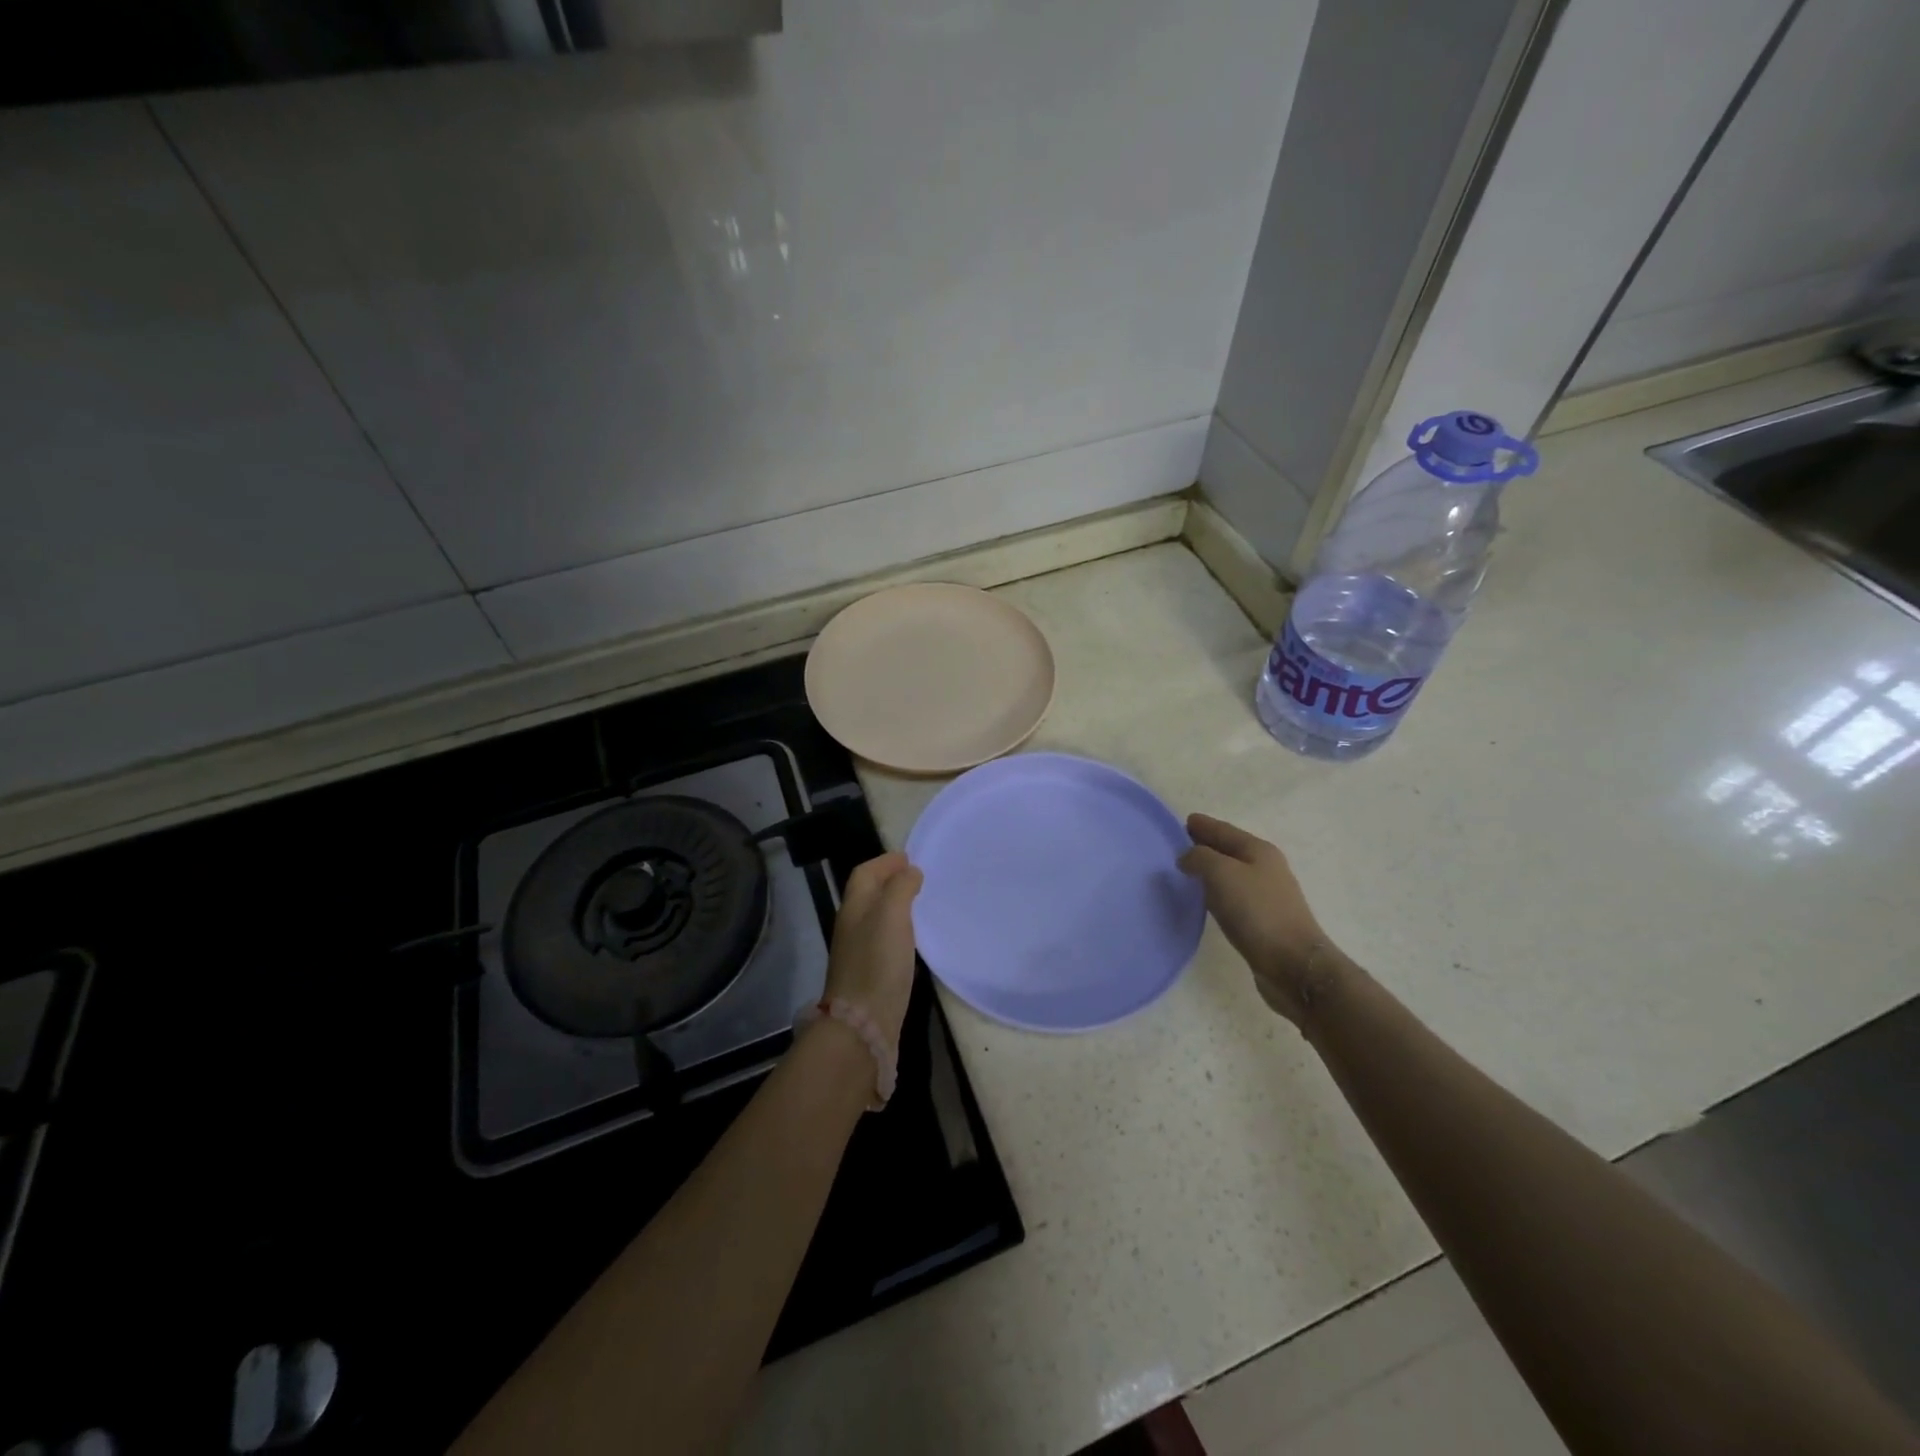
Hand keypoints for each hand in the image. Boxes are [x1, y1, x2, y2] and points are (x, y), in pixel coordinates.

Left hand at [823, 852, 923, 1043]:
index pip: (865, 873)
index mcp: (854, 907)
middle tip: (918, 877)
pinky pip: (883, 939)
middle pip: (868, 893)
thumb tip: (910, 872)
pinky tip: (913, 938)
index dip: (885, 862)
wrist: (863, 1024)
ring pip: (876, 916)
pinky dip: (898, 928)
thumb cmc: (877, 963)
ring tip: (920, 902)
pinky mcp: (870, 974)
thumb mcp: (892, 915)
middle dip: (890, 880)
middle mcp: (852, 926)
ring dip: (895, 904)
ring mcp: (859, 952)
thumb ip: (900, 888)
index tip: (909, 857)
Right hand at [1179, 813, 1336, 1026]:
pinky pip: (1234, 896)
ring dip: (1211, 870)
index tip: (1185, 821)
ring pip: (1232, 873)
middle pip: (1230, 850)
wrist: (1293, 964)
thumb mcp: (1222, 874)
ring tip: (1187, 871)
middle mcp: (1266, 868)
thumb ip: (1199, 858)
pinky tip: (1206, 900)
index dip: (1204, 825)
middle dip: (1206, 845)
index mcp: (1259, 851)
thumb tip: (1187, 858)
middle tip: (1179, 845)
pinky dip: (1217, 892)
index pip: (1225, 830)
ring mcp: (1267, 895)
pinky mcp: (1263, 920)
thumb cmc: (1257, 911)